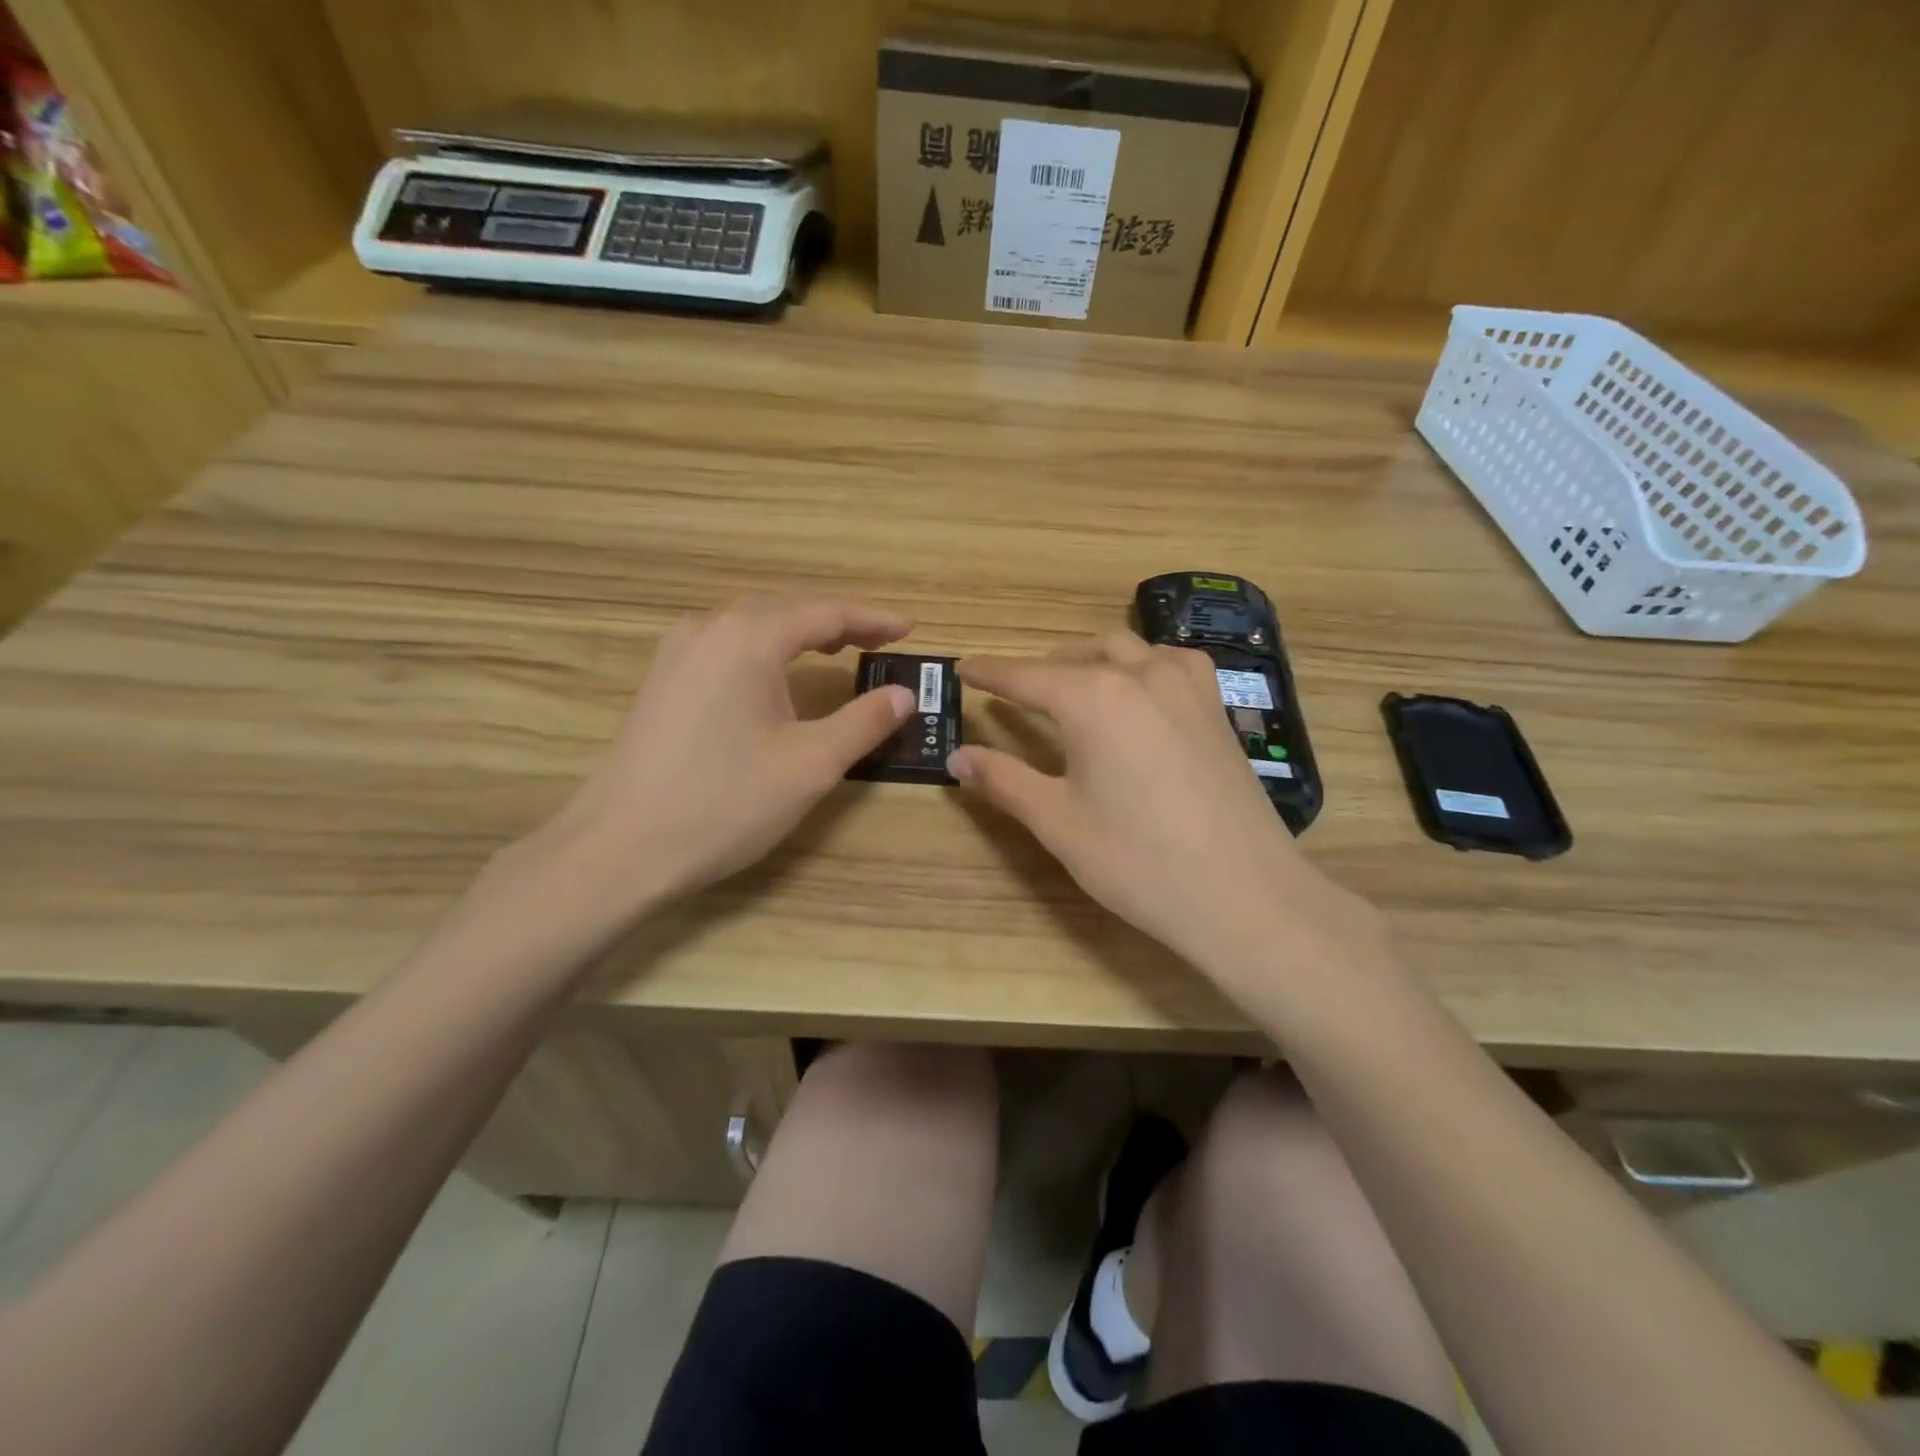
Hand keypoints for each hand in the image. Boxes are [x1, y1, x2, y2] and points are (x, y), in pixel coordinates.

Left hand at [527, 596, 914, 915]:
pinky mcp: (661, 679)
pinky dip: (765, 648)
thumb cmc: (725, 803)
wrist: (621, 848)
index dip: (872, 619)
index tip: (908, 630)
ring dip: (799, 632)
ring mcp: (677, 652)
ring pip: (752, 624)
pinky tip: (775, 675)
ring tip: (836, 651)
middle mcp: (708, 629)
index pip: (825, 612)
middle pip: (786, 609)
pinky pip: (725, 645)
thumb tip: (903, 695)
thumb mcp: (811, 765)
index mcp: (748, 638)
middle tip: (879, 642)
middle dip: (837, 622)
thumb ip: (864, 722)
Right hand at [951, 633, 1385, 982]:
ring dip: (1092, 659)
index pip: (1026, 676)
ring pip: (1128, 649)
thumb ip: (1003, 780)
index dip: (990, 673)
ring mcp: (1187, 687)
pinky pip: (1171, 663)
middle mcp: (1140, 675)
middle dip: (1043, 668)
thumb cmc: (1138, 861)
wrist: (1244, 895)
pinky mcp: (1217, 708)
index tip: (964, 667)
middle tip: (1018, 696)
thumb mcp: (1057, 822)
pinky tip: (1139, 696)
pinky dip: (1142, 666)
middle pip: (1078, 654)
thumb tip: (957, 757)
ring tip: (1074, 690)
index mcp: (1093, 698)